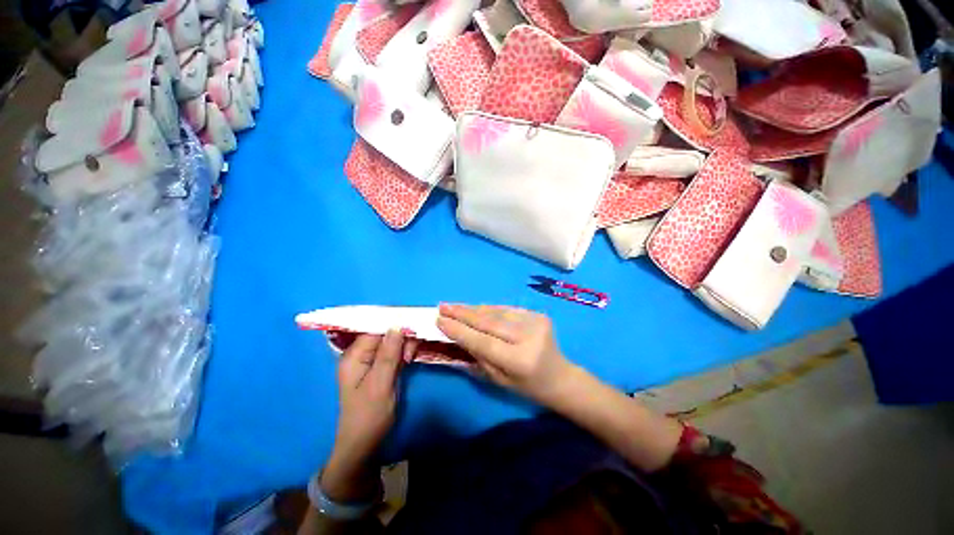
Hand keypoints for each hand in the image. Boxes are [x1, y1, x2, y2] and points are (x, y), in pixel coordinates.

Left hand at [321, 331, 415, 501]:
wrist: (364, 444)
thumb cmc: (369, 416)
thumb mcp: (380, 384)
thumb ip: (388, 355)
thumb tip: (397, 325)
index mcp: (354, 356)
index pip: (374, 329)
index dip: (393, 324)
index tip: (412, 327)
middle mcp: (361, 354)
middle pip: (385, 333)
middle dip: (401, 337)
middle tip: (410, 354)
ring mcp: (371, 360)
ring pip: (392, 341)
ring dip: (404, 345)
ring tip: (410, 360)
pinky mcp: (381, 366)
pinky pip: (395, 351)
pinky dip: (404, 353)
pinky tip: (409, 360)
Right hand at [436, 304, 574, 404]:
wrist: (560, 376)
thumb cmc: (527, 386)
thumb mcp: (499, 380)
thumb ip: (478, 356)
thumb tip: (457, 335)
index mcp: (520, 360)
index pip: (483, 342)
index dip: (460, 330)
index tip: (439, 320)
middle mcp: (528, 337)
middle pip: (489, 321)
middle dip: (463, 313)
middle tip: (443, 306)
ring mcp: (535, 321)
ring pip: (497, 312)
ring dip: (473, 309)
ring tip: (454, 306)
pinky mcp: (537, 314)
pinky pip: (506, 309)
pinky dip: (488, 309)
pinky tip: (474, 308)